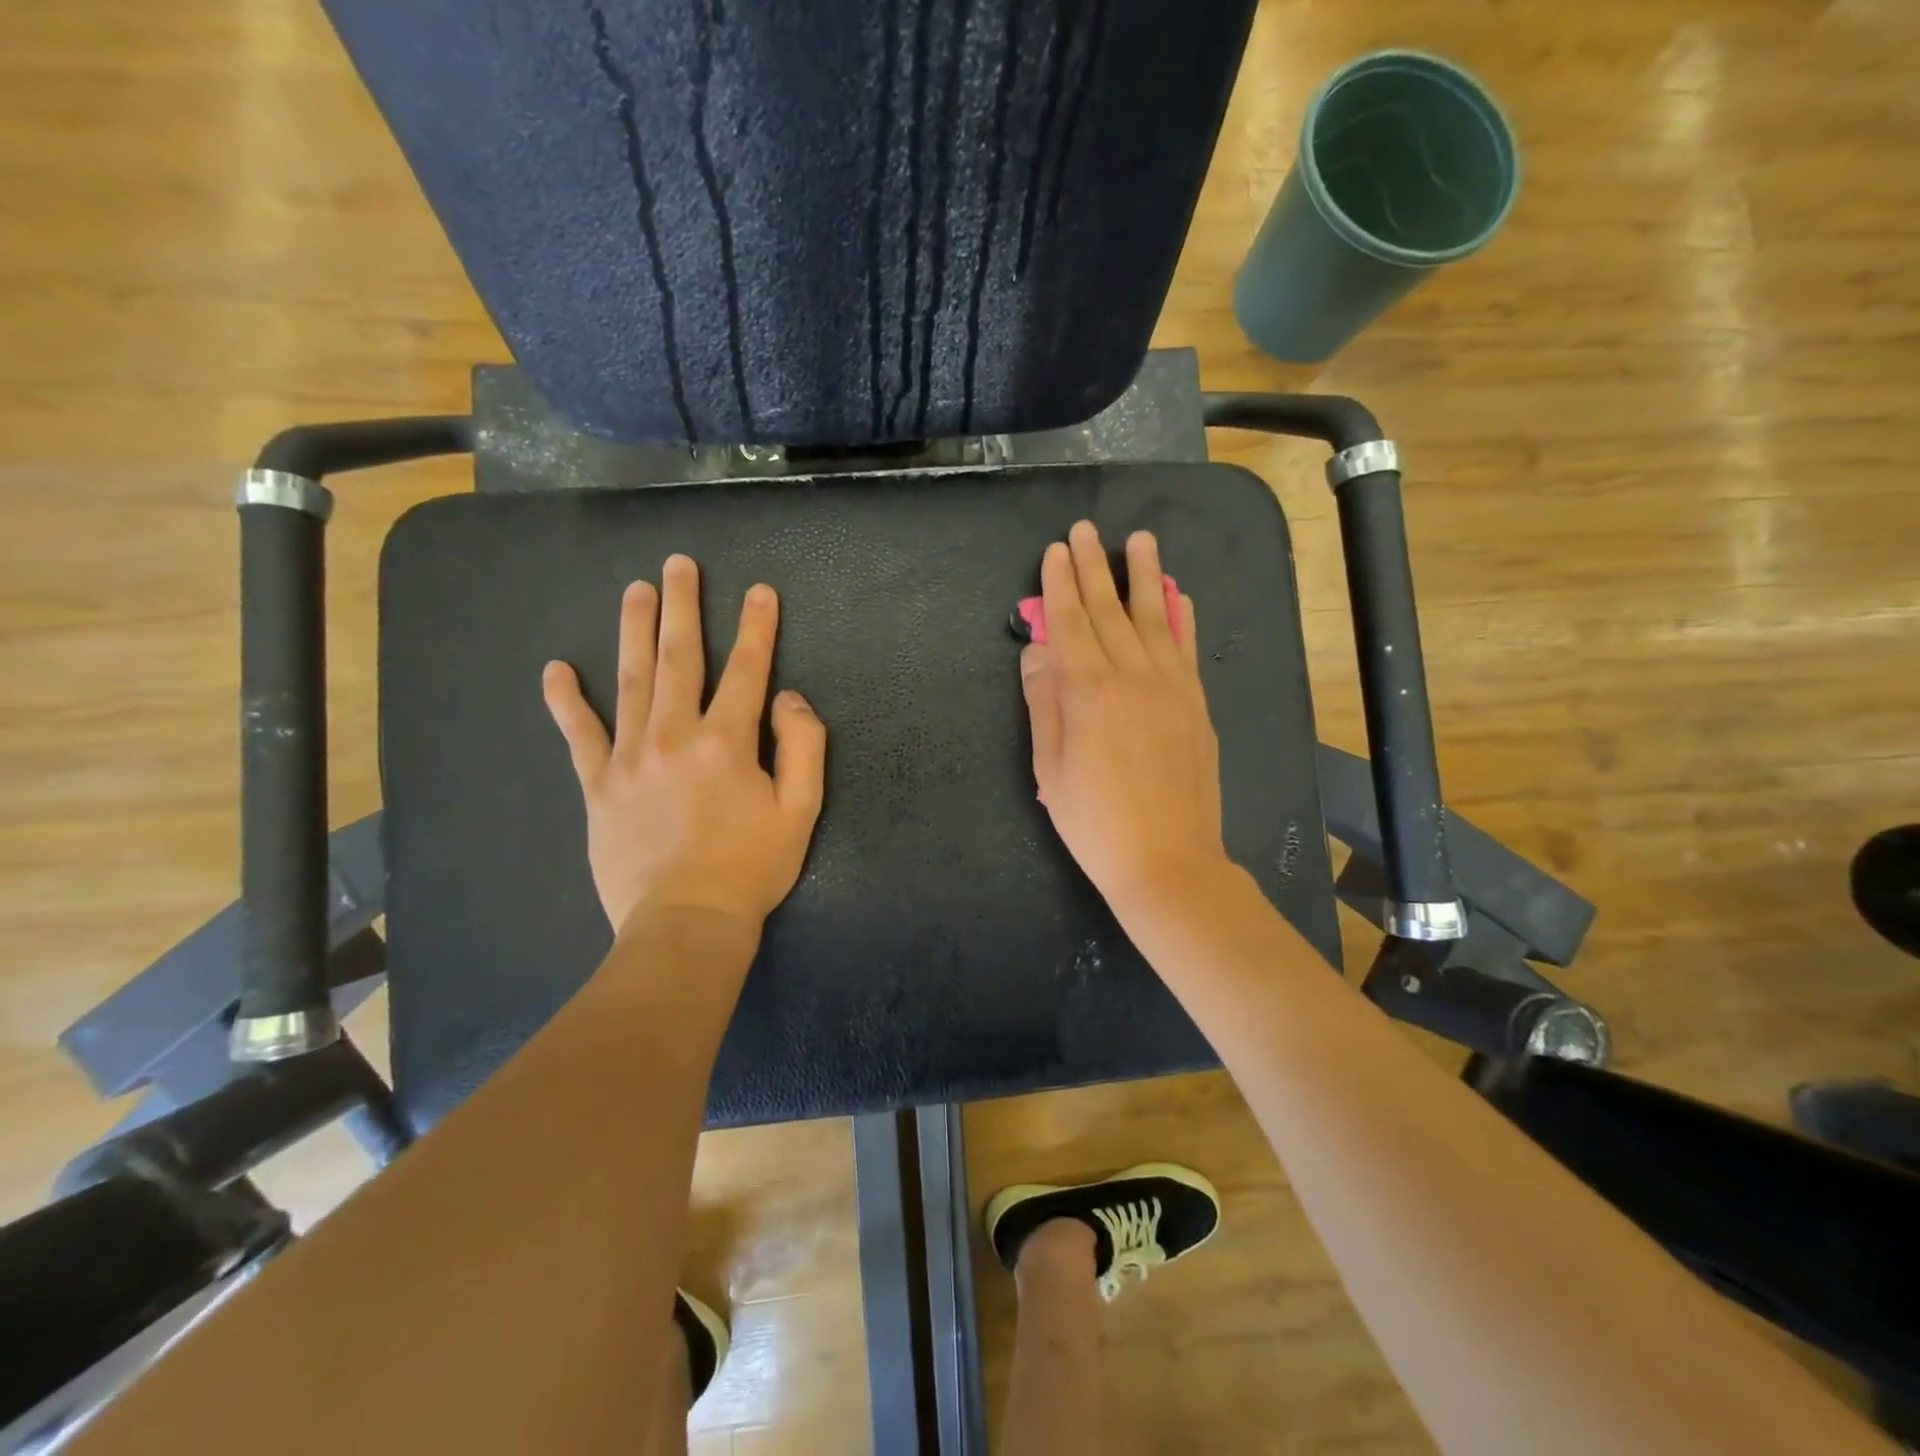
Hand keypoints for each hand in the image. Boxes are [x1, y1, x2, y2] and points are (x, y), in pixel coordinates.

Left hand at [542, 555, 826, 934]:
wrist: (686, 923)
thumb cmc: (751, 868)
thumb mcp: (802, 810)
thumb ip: (803, 746)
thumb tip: (786, 699)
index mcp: (728, 741)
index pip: (746, 670)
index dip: (757, 628)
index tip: (759, 591)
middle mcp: (675, 735)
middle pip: (679, 658)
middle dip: (682, 607)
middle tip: (678, 565)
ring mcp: (630, 758)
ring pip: (630, 681)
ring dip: (633, 630)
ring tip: (635, 591)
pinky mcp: (598, 786)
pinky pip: (579, 736)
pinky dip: (566, 702)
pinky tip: (555, 671)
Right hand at [1019, 521, 1229, 915]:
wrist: (1168, 861)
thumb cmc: (1095, 822)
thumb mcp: (1051, 768)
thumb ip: (1044, 703)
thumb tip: (1038, 651)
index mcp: (1090, 691)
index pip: (1070, 623)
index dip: (1059, 584)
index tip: (1056, 551)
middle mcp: (1134, 676)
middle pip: (1110, 610)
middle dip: (1094, 567)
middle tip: (1086, 529)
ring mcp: (1173, 687)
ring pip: (1156, 618)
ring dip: (1145, 576)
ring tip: (1140, 539)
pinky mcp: (1197, 705)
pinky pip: (1188, 648)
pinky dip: (1183, 617)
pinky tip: (1179, 595)